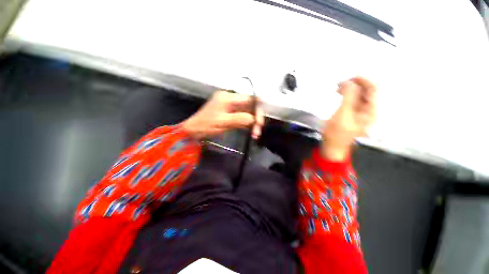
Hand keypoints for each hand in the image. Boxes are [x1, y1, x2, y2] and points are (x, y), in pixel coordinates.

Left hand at [181, 90, 263, 139]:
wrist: (193, 130)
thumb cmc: (205, 126)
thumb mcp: (223, 122)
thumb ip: (240, 119)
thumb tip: (254, 119)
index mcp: (228, 97)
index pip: (249, 99)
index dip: (257, 109)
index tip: (260, 122)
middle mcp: (230, 98)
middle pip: (250, 105)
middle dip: (256, 118)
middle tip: (257, 132)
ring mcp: (230, 105)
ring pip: (247, 111)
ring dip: (253, 122)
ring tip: (255, 134)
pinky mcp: (230, 112)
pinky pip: (243, 115)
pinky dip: (247, 123)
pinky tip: (250, 131)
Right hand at [322, 77, 376, 160]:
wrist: (332, 146)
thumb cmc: (337, 133)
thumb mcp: (342, 115)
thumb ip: (348, 98)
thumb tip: (349, 82)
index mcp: (370, 111)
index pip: (373, 90)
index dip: (364, 81)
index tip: (350, 77)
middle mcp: (368, 110)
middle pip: (366, 91)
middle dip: (355, 84)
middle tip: (340, 83)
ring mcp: (359, 112)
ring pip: (358, 95)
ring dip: (349, 89)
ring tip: (337, 88)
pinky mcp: (351, 113)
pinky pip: (352, 100)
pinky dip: (346, 95)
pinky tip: (338, 94)